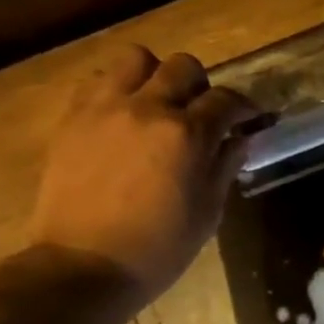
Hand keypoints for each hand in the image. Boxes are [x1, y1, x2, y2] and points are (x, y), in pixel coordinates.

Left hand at [27, 45, 256, 302]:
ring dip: (155, 76)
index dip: (245, 106)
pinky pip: (98, 80)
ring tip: (158, 104)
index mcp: (189, 135)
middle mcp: (149, 109)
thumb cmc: (160, 248)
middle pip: (184, 67)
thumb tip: (240, 138)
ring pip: (136, 59)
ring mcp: (105, 108)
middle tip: (202, 112)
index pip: (227, 100)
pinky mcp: (73, 117)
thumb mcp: (208, 211)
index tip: (250, 118)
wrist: (85, 264)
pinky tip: (124, 117)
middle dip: (201, 86)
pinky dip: (118, 89)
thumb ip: (225, 166)